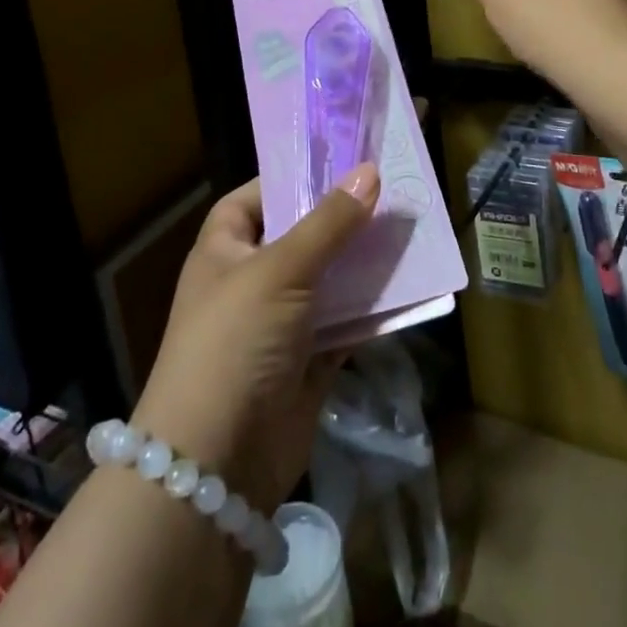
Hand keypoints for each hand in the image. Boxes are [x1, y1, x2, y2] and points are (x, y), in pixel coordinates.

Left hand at [130, 165, 378, 515]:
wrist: (216, 464)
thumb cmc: (235, 341)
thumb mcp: (280, 270)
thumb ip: (329, 223)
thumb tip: (370, 171)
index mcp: (225, 250)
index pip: (253, 198)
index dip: (288, 179)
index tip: (337, 162)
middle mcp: (250, 282)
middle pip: (300, 237)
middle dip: (341, 219)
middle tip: (390, 189)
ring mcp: (279, 325)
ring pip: (328, 281)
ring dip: (363, 263)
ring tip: (409, 229)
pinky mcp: (307, 363)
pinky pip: (346, 325)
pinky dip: (372, 311)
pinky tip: (410, 288)